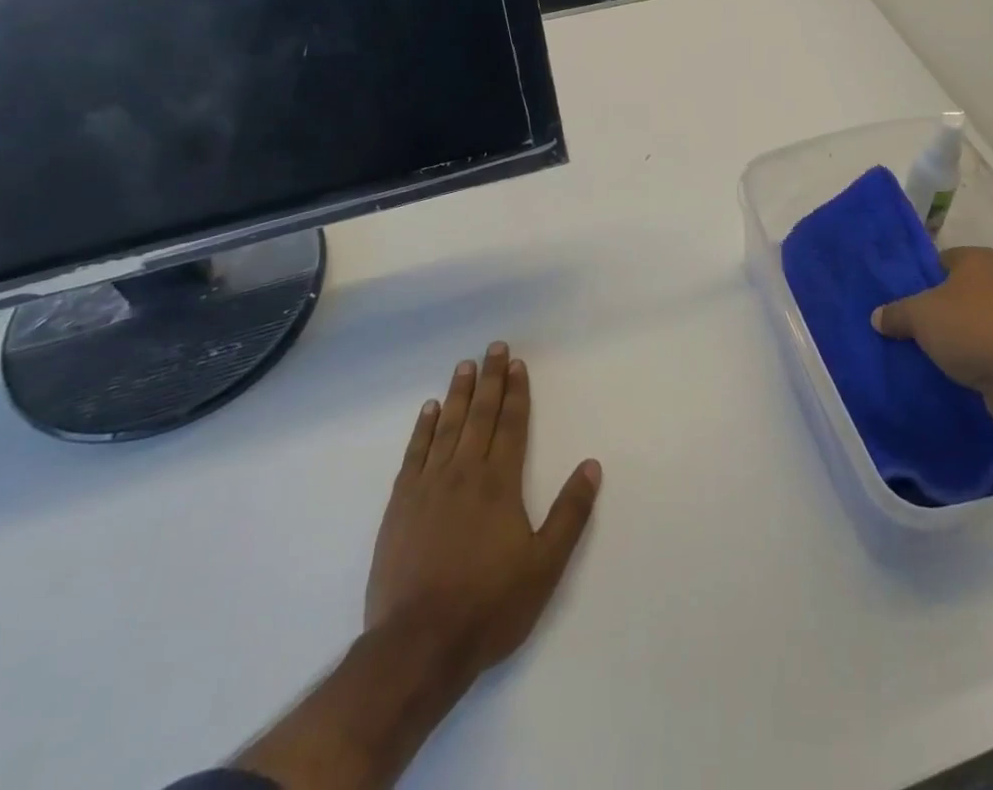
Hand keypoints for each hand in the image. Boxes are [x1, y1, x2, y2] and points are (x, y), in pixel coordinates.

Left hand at [364, 343, 602, 688]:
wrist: (417, 645)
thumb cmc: (488, 606)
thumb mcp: (544, 567)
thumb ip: (569, 514)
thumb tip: (592, 466)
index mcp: (499, 483)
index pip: (511, 425)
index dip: (516, 392)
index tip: (517, 364)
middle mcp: (464, 473)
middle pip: (480, 415)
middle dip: (490, 379)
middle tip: (493, 348)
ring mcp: (428, 486)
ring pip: (447, 426)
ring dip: (458, 394)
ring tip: (464, 366)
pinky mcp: (400, 505)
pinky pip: (414, 453)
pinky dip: (423, 428)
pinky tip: (429, 410)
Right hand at [871, 247, 992, 422]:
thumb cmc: (973, 331)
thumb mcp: (920, 316)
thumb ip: (895, 312)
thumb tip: (877, 317)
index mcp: (979, 259)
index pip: (938, 261)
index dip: (917, 280)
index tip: (898, 302)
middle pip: (954, 292)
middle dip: (932, 310)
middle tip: (905, 328)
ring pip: (969, 321)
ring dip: (951, 336)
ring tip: (923, 351)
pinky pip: (985, 346)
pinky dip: (970, 356)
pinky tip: (949, 370)